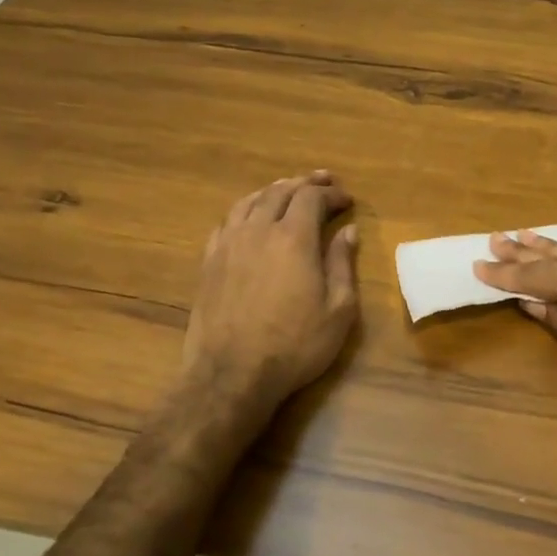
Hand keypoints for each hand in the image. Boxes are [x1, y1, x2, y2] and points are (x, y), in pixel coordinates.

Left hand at [178, 171, 359, 430]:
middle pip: (280, 192)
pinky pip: (227, 222)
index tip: (347, 199)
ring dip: (273, 190)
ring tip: (287, 189)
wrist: (231, 374)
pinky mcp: (209, 262)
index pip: (311, 198)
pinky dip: (245, 210)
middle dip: (304, 183)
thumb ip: (342, 264)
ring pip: (250, 201)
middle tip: (323, 180)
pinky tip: (250, 217)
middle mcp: (258, 230)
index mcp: (293, 238)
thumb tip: (348, 231)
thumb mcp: (338, 310)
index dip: (331, 193)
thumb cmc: (295, 345)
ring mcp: (228, 244)